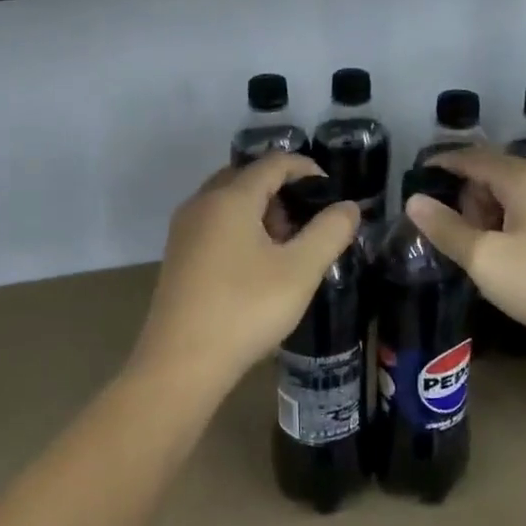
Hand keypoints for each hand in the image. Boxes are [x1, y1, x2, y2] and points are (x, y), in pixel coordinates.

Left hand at [135, 154, 360, 393]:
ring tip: (286, 243)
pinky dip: (239, 226)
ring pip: (227, 200)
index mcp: (230, 197)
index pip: (273, 162)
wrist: (181, 363)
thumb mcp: (300, 271)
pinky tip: (256, 263)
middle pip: (246, 176)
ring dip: (260, 209)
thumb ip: (329, 232)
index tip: (330, 190)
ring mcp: (184, 229)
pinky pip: (213, 222)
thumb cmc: (245, 310)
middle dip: (280, 189)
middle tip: (307, 220)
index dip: (305, 168)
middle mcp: (201, 203)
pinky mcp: (177, 255)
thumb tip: (348, 206)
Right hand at [407, 147, 525, 355]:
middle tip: (456, 234)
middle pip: (496, 174)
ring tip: (485, 253)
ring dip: (492, 214)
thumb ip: (447, 230)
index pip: (472, 157)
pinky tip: (518, 259)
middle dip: (468, 197)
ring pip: (518, 195)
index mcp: (524, 178)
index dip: (443, 163)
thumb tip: (414, 202)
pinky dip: (516, 225)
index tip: (418, 174)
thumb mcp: (487, 260)